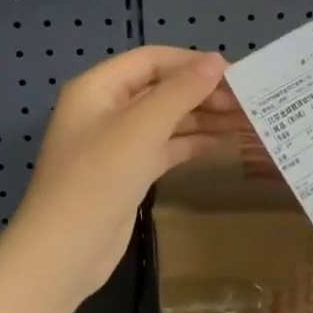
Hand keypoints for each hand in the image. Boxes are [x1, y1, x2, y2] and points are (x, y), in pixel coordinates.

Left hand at [1, 46, 241, 303]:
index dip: (191, 62)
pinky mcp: (128, 172)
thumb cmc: (99, 178)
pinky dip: (192, 143)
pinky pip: (164, 147)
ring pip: (166, 119)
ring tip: (246, 120)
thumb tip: (216, 61)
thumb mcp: (142, 127)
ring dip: (202, 118)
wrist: (65, 252)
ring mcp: (116, 143)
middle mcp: (106, 109)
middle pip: (160, 88)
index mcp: (98, 87)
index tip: (234, 72)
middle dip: (202, 92)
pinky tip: (223, 143)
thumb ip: (181, 91)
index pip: (151, 60)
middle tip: (247, 101)